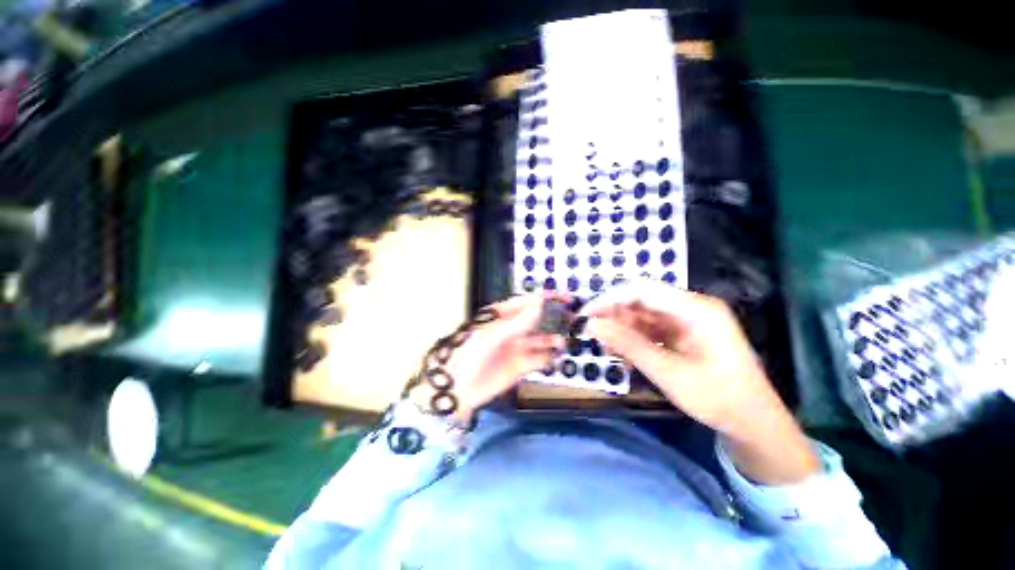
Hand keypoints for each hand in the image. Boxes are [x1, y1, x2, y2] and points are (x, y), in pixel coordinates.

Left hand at [409, 292, 567, 422]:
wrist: (457, 389)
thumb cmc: (469, 354)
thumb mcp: (492, 334)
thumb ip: (517, 321)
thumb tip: (540, 304)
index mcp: (502, 315)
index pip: (527, 301)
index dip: (546, 297)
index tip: (565, 297)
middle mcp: (512, 329)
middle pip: (538, 319)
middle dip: (555, 317)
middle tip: (573, 318)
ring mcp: (517, 347)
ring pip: (542, 339)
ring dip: (555, 338)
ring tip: (565, 341)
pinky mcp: (521, 366)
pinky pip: (540, 358)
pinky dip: (551, 357)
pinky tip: (558, 357)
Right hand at [582, 280, 818, 483]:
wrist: (753, 423)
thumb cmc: (717, 398)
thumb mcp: (668, 372)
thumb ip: (628, 344)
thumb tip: (592, 324)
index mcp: (696, 309)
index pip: (642, 289)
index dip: (610, 298)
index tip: (587, 315)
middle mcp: (691, 307)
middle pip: (641, 300)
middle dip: (615, 316)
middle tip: (594, 336)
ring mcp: (688, 320)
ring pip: (643, 315)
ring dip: (623, 330)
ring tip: (608, 349)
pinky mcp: (684, 332)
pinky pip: (651, 328)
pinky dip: (635, 339)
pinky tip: (625, 354)